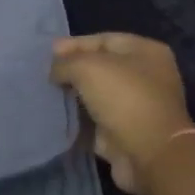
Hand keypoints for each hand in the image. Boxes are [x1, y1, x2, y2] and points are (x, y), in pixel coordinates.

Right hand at [50, 33, 194, 194]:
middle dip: (73, 71)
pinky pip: (96, 121)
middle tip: (45, 76)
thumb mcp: (87, 67)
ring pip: (97, 96)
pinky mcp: (126, 134)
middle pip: (101, 68)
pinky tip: (56, 117)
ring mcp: (137, 107)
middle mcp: (146, 77)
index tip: (47, 54)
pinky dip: (78, 121)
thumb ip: (65, 62)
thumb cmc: (123, 98)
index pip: (104, 40)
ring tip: (46, 96)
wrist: (149, 154)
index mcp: (146, 52)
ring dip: (73, 97)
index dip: (74, 45)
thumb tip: (56, 70)